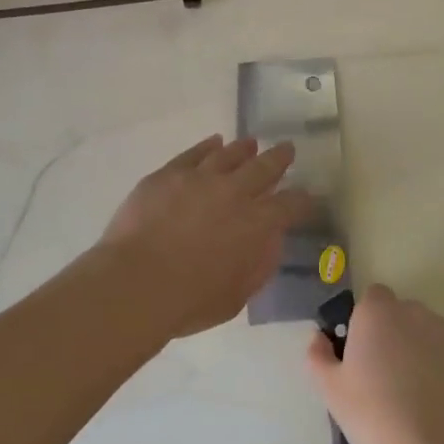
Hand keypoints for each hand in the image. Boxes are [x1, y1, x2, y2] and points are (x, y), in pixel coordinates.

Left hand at [98, 135, 310, 339]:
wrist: (135, 283)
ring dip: (244, 148)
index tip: (308, 197)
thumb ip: (259, 265)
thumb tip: (270, 241)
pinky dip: (207, 147)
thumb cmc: (189, 301)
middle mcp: (234, 192)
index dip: (302, 200)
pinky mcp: (168, 174)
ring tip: (251, 143)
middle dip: (280, 158)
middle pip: (264, 167)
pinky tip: (213, 143)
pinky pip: (194, 153)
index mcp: (257, 224)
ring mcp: (199, 178)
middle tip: (287, 149)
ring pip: (229, 154)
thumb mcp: (237, 295)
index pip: (290, 205)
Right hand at [305, 284, 443, 443]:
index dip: (368, 323)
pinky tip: (443, 405)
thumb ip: (318, 355)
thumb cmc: (372, 419)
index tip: (365, 354)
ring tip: (419, 398)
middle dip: (397, 336)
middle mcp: (415, 311)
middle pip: (404, 315)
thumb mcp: (330, 390)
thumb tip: (319, 338)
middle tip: (389, 379)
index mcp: (377, 312)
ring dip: (424, 352)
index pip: (373, 298)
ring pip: (432, 334)